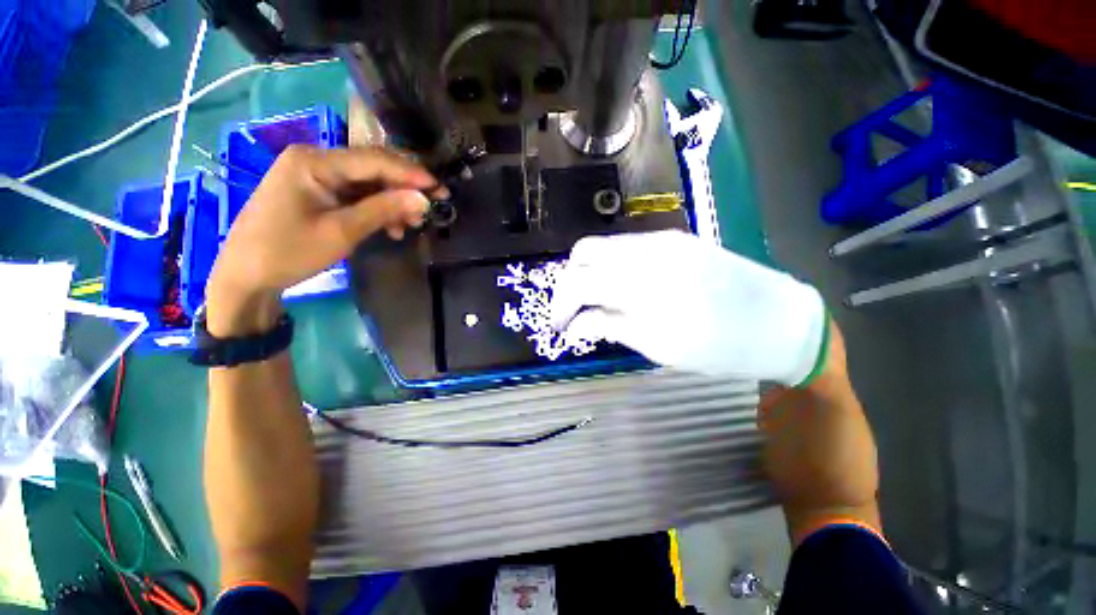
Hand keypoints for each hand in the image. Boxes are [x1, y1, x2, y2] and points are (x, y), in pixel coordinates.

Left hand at [206, 146, 445, 335]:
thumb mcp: (342, 231)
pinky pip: (356, 195)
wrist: (247, 274)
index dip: (411, 174)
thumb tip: (423, 199)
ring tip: (412, 223)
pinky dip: (376, 209)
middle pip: (372, 168)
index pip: (374, 160)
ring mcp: (315, 175)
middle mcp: (315, 160)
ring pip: (367, 183)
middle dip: (404, 188)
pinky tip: (391, 227)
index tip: (440, 189)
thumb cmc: (289, 251)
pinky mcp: (317, 192)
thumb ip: (383, 210)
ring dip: (392, 202)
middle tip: (432, 207)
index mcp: (314, 161)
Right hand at [549, 230, 827, 384]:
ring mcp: (662, 239)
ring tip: (596, 301)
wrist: (781, 321)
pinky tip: (622, 288)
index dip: (560, 304)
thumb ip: (610, 326)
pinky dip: (612, 266)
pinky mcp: (675, 239)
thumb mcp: (659, 346)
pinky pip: (627, 247)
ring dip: (590, 272)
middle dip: (569, 282)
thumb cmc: (720, 345)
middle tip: (575, 310)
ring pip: (604, 246)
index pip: (578, 280)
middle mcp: (645, 248)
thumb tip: (574, 325)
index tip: (560, 326)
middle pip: (584, 252)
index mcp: (641, 280)